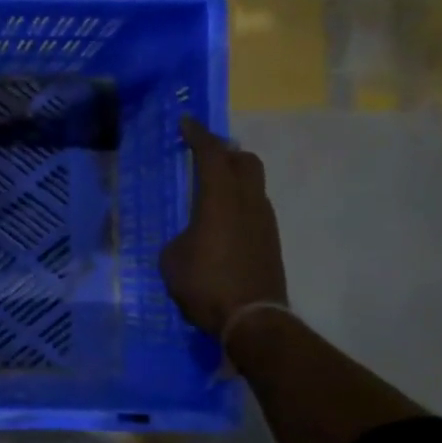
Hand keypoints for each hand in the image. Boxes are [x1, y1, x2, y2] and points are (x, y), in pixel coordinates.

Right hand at [158, 117, 286, 337]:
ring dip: (233, 178)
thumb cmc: (205, 284)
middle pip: (244, 161)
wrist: (252, 319)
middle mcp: (248, 202)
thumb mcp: (172, 259)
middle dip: (224, 152)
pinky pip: (253, 208)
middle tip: (203, 154)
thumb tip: (190, 238)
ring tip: (210, 189)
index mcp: (220, 199)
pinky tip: (220, 221)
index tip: (185, 122)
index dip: (197, 135)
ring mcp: (264, 222)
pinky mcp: (269, 242)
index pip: (211, 154)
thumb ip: (180, 237)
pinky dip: (238, 203)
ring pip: (253, 184)